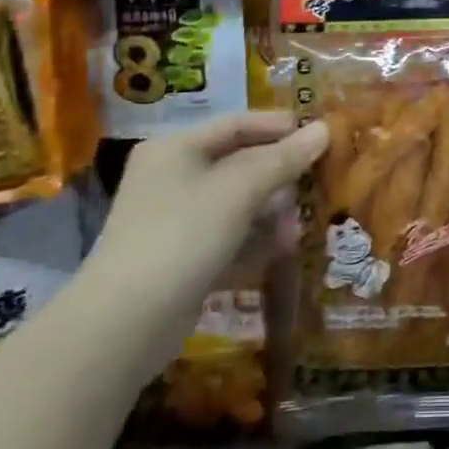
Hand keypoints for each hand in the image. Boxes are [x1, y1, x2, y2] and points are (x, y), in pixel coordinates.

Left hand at [88, 112, 327, 311]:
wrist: (124, 324)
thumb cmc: (183, 235)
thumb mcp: (238, 190)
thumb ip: (283, 159)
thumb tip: (324, 129)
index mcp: (176, 149)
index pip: (235, 123)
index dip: (277, 126)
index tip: (318, 133)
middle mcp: (172, 178)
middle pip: (236, 163)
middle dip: (279, 172)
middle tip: (318, 177)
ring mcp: (174, 221)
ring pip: (235, 203)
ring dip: (271, 209)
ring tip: (304, 220)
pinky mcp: (180, 260)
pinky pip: (227, 237)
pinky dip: (254, 240)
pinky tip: (284, 248)